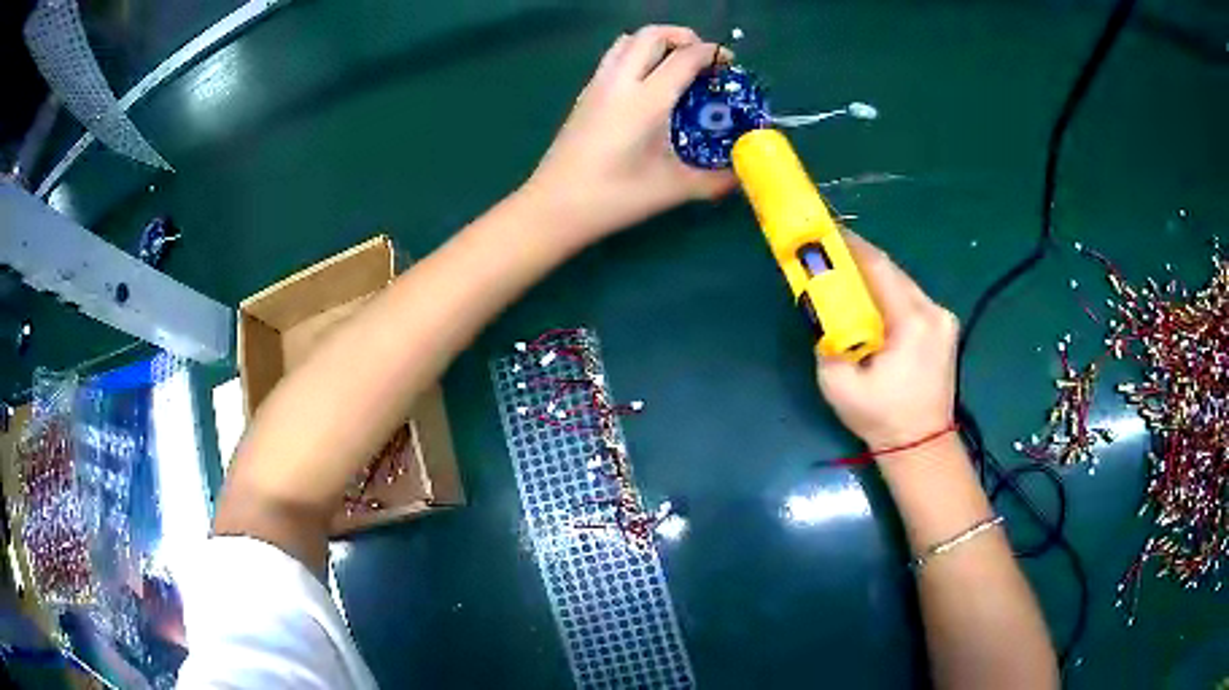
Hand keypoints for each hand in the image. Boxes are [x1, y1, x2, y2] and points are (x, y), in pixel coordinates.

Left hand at [521, 26, 736, 239]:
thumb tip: (741, 175)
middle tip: (702, 58)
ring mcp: (597, 86)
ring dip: (655, 42)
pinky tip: (645, 86)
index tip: (729, 63)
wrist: (554, 207)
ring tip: (673, 65)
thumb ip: (713, 180)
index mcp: (646, 100)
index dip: (712, 53)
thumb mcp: (672, 190)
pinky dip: (635, 56)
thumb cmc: (613, 197)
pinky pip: (612, 58)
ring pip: (627, 41)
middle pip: (651, 35)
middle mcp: (620, 82)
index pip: (685, 57)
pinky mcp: (584, 96)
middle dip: (682, 36)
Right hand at [816, 233, 958, 448]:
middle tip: (831, 253)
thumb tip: (822, 315)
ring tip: (847, 276)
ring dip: (875, 278)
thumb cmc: (881, 419)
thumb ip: (827, 343)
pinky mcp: (944, 329)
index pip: (879, 269)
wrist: (922, 447)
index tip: (827, 232)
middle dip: (861, 260)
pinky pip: (912, 299)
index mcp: (912, 323)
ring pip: (903, 283)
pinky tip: (872, 302)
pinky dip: (889, 294)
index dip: (851, 247)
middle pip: (893, 271)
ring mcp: (943, 319)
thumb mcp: (839, 386)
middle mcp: (934, 312)